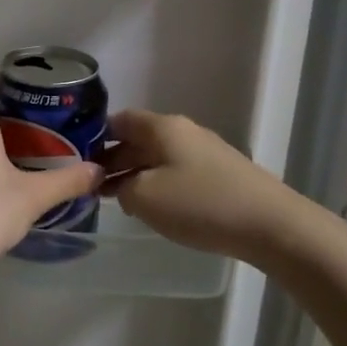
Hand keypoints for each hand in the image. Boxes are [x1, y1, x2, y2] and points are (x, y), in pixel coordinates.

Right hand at [104, 109, 294, 260]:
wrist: (270, 225)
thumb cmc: (199, 204)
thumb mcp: (143, 197)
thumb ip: (120, 187)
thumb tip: (120, 184)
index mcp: (162, 127)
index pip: (119, 120)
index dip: (95, 137)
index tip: (76, 159)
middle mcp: (183, 132)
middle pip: (138, 139)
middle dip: (112, 160)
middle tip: (91, 187)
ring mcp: (204, 152)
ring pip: (157, 158)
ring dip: (134, 175)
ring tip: (116, 201)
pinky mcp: (220, 174)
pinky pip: (176, 172)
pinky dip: (157, 185)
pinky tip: (153, 208)